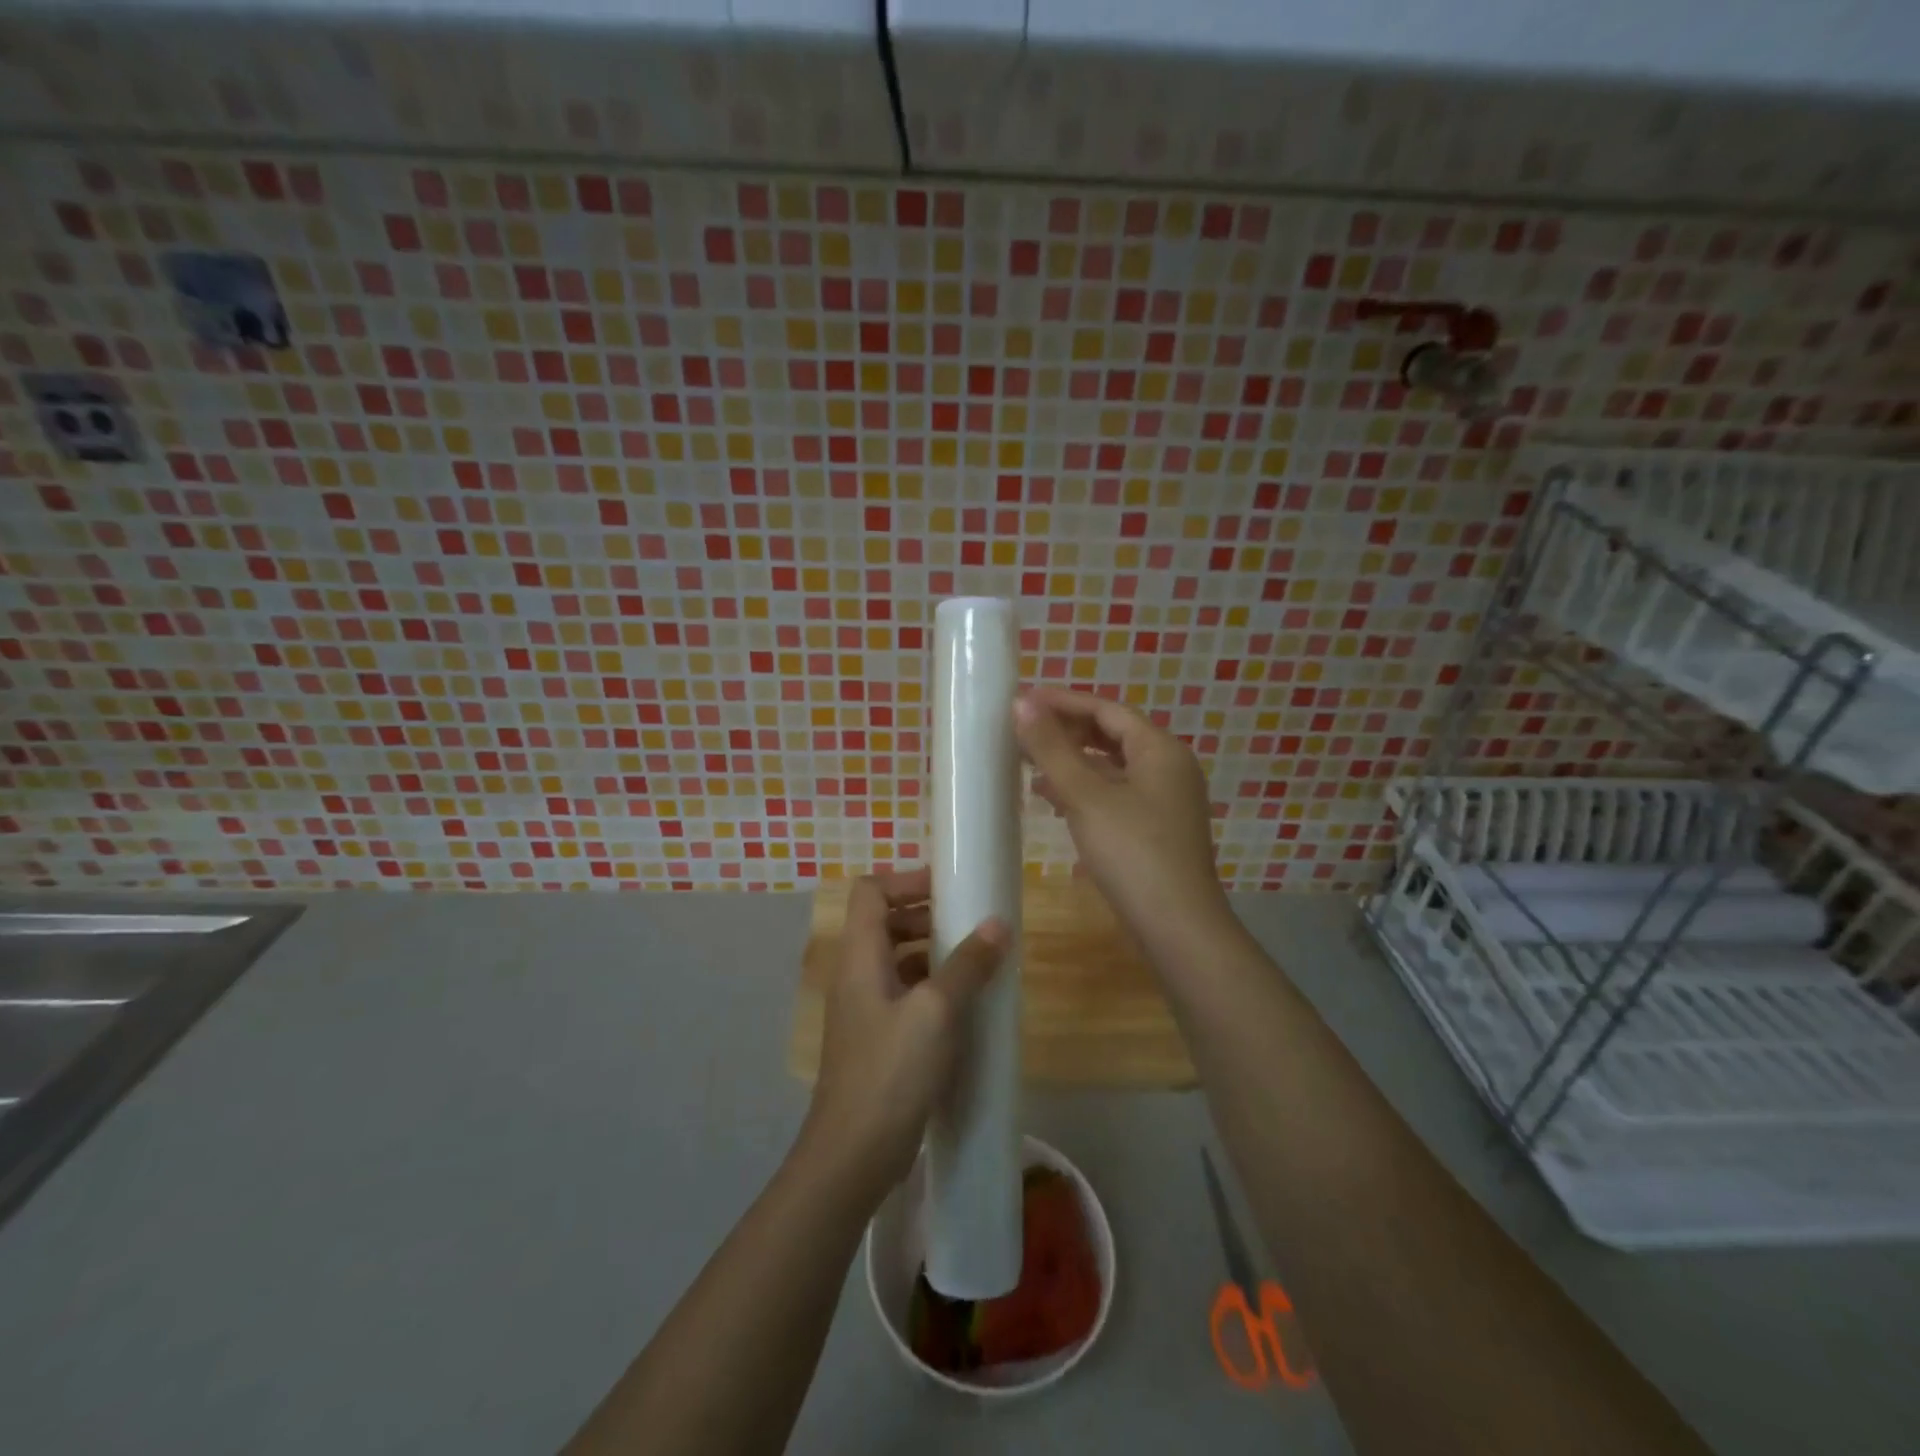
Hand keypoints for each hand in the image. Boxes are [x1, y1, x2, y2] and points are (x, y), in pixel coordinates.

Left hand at [800, 866, 1007, 1204]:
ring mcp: (865, 1008)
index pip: (870, 891)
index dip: (906, 880)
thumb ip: (967, 964)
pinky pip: (904, 993)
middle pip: (884, 921)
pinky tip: (964, 1005)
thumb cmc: (891, 1072)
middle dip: (925, 914)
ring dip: (932, 951)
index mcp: (860, 956)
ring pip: (896, 959)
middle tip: (969, 921)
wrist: (853, 1155)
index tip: (949, 888)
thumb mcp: (936, 1012)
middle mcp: (856, 974)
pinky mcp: (878, 1039)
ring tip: (975, 959)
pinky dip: (931, 986)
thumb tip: (997, 924)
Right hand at [1014, 687, 1235, 961]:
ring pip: (1112, 769)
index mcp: (1160, 750)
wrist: (1178, 927)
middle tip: (1022, 733)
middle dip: (1066, 733)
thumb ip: (1052, 748)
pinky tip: (1054, 803)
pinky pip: (1116, 796)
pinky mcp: (1156, 830)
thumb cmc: (1133, 852)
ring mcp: (1165, 801)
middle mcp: (1169, 768)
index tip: (1022, 701)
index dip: (1063, 702)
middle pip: (1111, 737)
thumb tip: (1021, 703)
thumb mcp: (1086, 796)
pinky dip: (1085, 792)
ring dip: (1072, 764)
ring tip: (1029, 767)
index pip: (1106, 710)